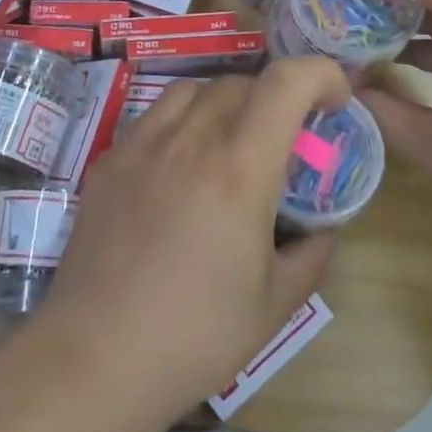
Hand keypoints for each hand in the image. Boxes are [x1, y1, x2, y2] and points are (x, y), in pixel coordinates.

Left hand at [37, 57, 351, 421]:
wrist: (97, 356)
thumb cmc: (196, 336)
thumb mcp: (276, 303)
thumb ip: (312, 252)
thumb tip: (325, 227)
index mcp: (239, 168)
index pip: (286, 81)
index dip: (321, 74)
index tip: (335, 103)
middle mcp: (189, 139)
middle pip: (241, 82)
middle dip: (276, 99)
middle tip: (284, 142)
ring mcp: (141, 144)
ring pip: (194, 90)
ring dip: (226, 104)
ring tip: (231, 147)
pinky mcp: (109, 160)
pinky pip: (154, 117)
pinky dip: (182, 123)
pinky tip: (180, 170)